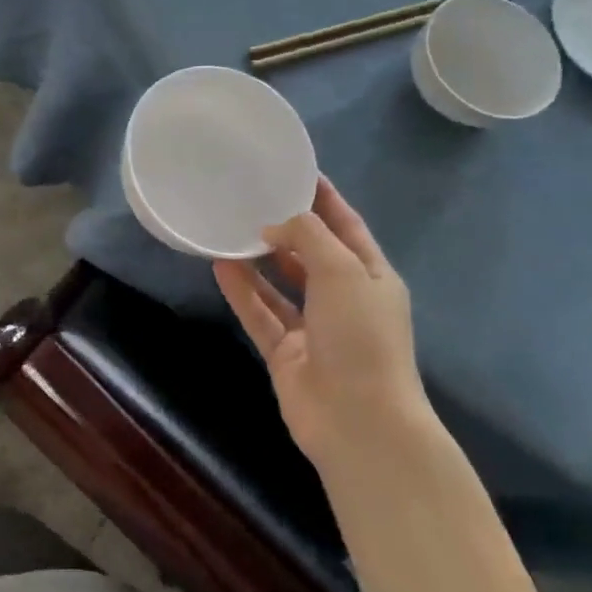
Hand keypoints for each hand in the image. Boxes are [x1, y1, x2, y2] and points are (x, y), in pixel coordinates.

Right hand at [214, 177, 423, 468]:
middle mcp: (343, 299)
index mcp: (371, 276)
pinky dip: (242, 292)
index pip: (346, 227)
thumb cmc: (361, 336)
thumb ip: (308, 237)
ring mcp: (313, 328)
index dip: (324, 199)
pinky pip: (259, 313)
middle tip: (251, 198)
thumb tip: (275, 226)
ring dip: (258, 260)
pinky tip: (219, 266)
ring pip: (279, 284)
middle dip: (286, 228)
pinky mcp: (285, 352)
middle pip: (311, 254)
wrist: (357, 420)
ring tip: (228, 228)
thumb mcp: (343, 271)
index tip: (296, 172)